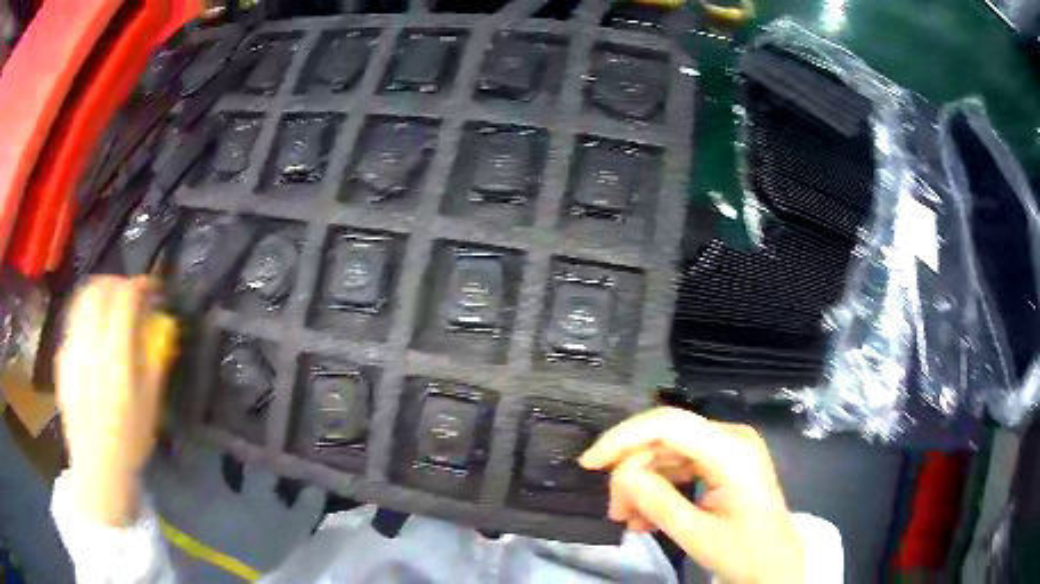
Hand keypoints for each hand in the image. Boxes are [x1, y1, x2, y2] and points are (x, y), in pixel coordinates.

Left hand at [57, 276, 169, 525]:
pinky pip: (73, 321)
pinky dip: (86, 314)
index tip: (151, 288)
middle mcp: (89, 345)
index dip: (140, 285)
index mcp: (115, 358)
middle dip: (117, 282)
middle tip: (130, 293)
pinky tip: (93, 334)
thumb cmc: (130, 440)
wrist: (97, 467)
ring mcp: (71, 350)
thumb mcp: (151, 403)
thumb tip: (160, 323)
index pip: (124, 298)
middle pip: (99, 289)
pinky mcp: (61, 358)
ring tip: (110, 305)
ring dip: (99, 292)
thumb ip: (154, 358)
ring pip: (82, 299)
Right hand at [580, 407, 803, 583]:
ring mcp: (728, 448)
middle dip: (631, 472)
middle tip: (614, 511)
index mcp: (732, 451)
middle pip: (665, 439)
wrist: (776, 564)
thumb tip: (620, 475)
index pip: (668, 425)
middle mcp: (730, 438)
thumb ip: (658, 503)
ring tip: (628, 520)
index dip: (624, 438)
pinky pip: (680, 466)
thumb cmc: (745, 552)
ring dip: (642, 484)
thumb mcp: (698, 536)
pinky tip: (646, 517)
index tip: (589, 464)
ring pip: (668, 453)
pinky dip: (659, 489)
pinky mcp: (723, 462)